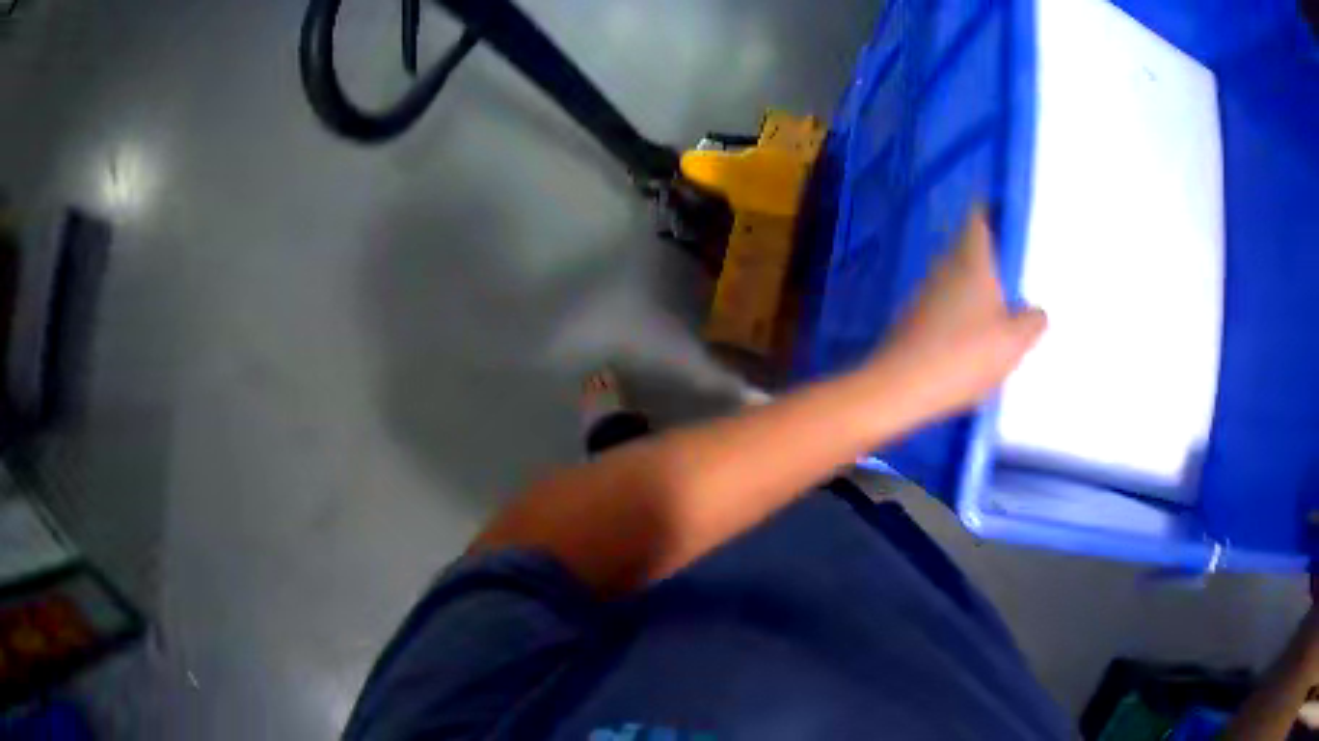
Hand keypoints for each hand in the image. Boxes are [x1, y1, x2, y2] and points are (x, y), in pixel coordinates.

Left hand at [867, 210, 1046, 422]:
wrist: (900, 387)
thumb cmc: (964, 355)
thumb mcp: (1014, 342)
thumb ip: (1033, 321)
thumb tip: (1036, 311)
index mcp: (970, 260)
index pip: (978, 217)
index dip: (993, 210)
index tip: (1010, 215)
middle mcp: (944, 267)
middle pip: (969, 250)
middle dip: (993, 258)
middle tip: (1018, 273)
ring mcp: (924, 293)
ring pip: (957, 280)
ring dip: (978, 290)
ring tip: (1004, 312)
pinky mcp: (913, 320)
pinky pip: (945, 307)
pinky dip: (962, 315)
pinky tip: (975, 342)